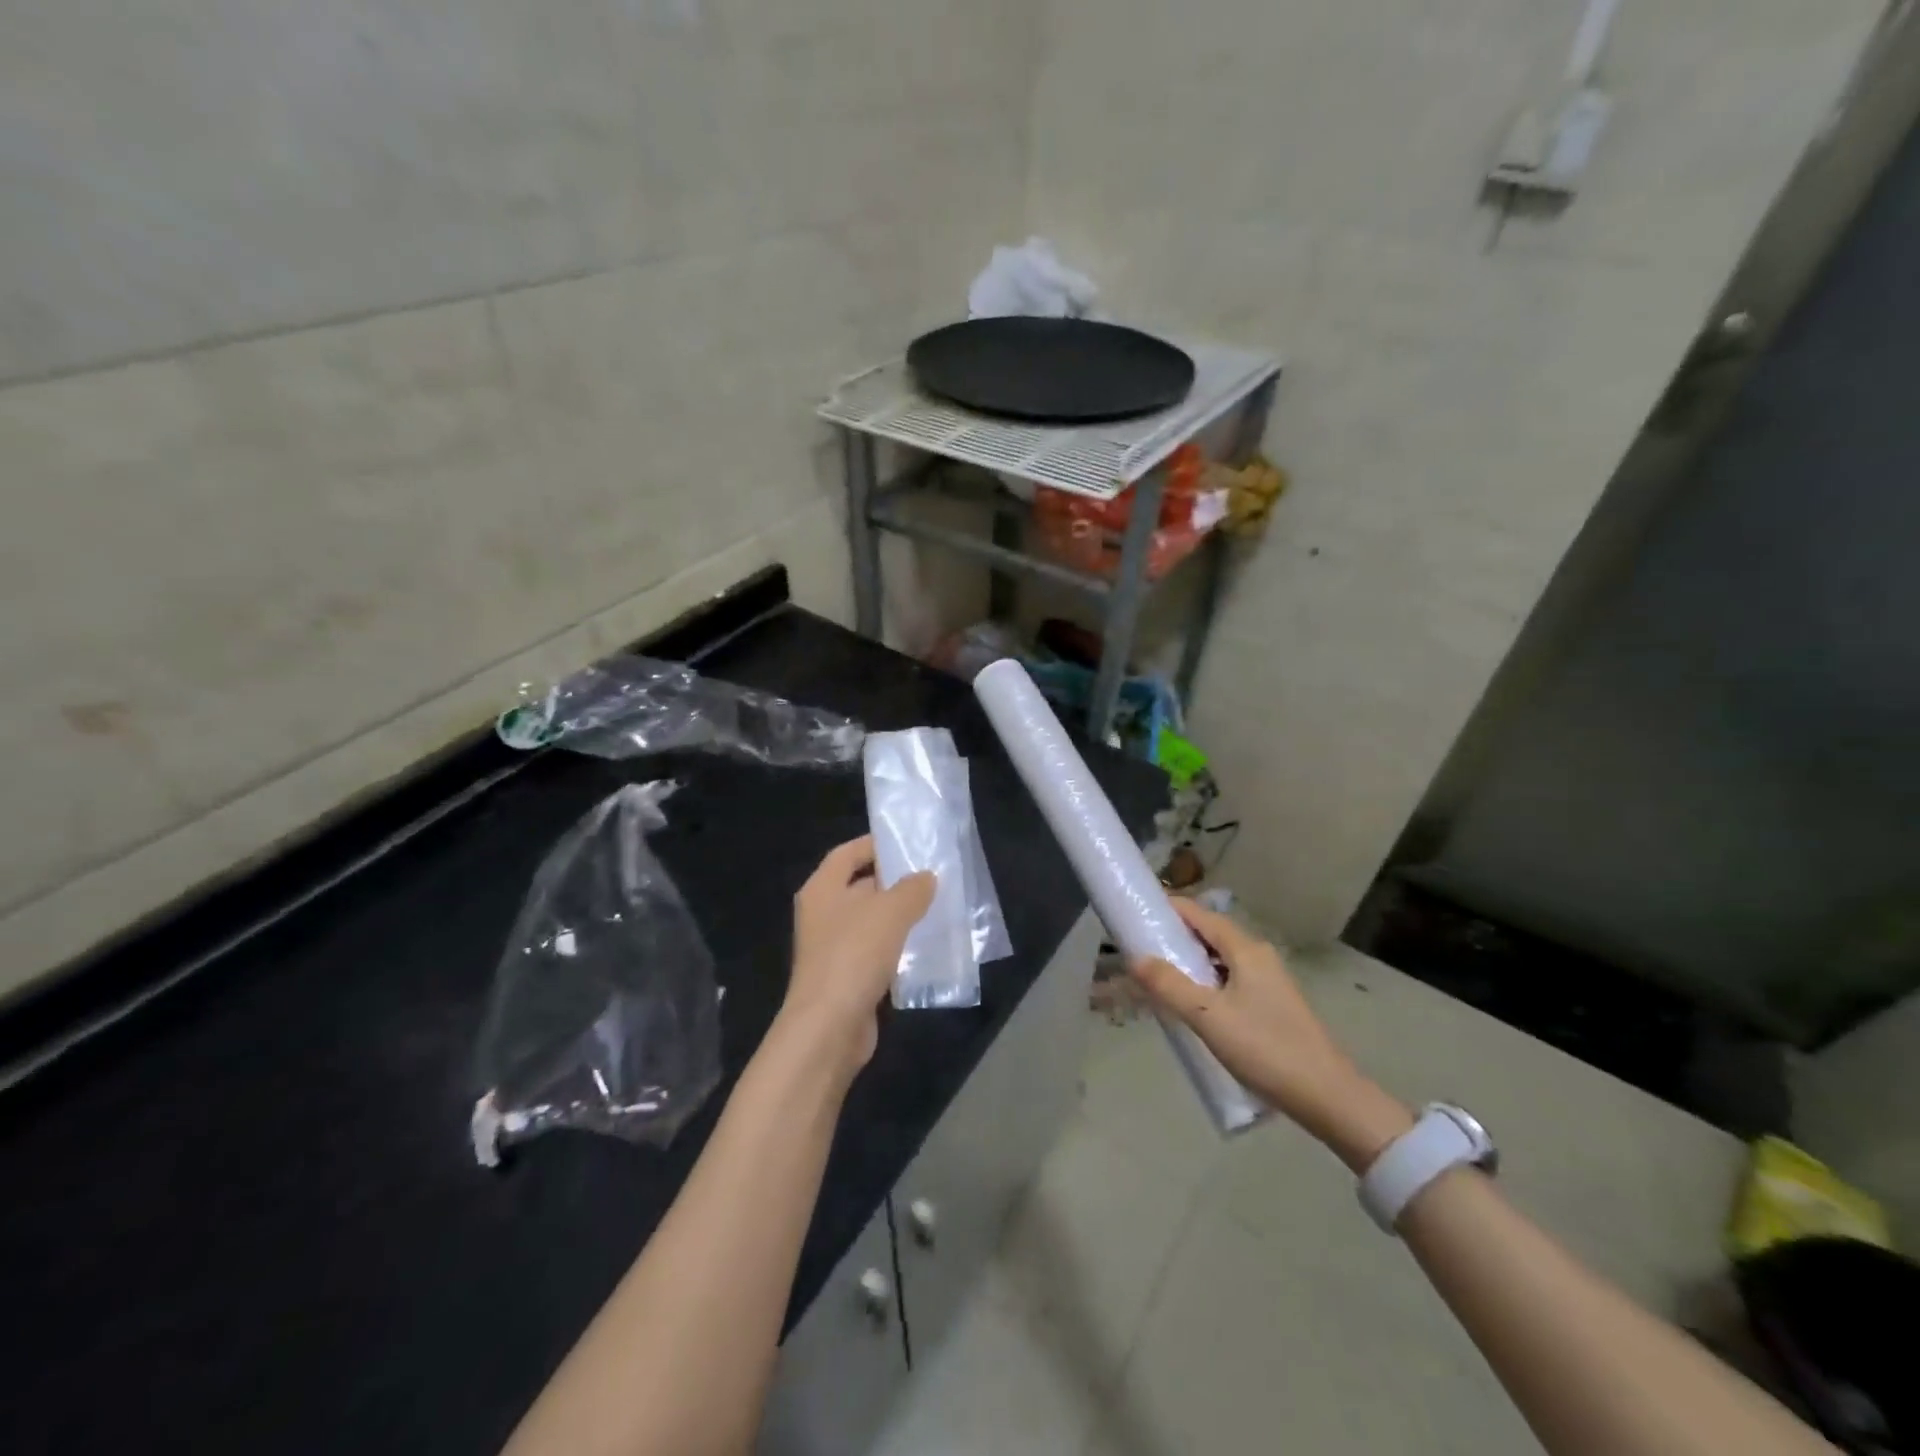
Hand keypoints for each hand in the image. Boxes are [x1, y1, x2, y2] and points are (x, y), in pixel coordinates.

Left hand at [781, 836, 935, 1074]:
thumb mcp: (890, 912)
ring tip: (936, 908)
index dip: (875, 844)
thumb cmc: (853, 955)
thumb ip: (911, 889)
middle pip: (860, 886)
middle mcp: (823, 914)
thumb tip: (926, 878)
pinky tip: (924, 947)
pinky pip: (875, 951)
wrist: (829, 1027)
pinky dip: (897, 947)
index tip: (908, 844)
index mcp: (822, 888)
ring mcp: (833, 948)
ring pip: (870, 921)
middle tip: (932, 877)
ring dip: (899, 916)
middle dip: (894, 882)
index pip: (847, 853)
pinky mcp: (846, 977)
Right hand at [1130, 899, 1411, 1171]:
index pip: (1198, 914)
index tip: (1135, 916)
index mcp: (1245, 949)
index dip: (1166, 910)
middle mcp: (1258, 956)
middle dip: (1174, 938)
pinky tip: (1192, 1006)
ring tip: (1158, 979)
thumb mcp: (1208, 1017)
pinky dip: (1206, 982)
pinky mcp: (1273, 1005)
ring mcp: (1269, 980)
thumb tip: (1135, 958)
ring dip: (1189, 963)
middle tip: (1139, 951)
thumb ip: (1169, 985)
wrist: (1329, 1097)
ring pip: (1219, 959)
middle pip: (1208, 934)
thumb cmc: (1266, 1049)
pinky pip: (1230, 979)